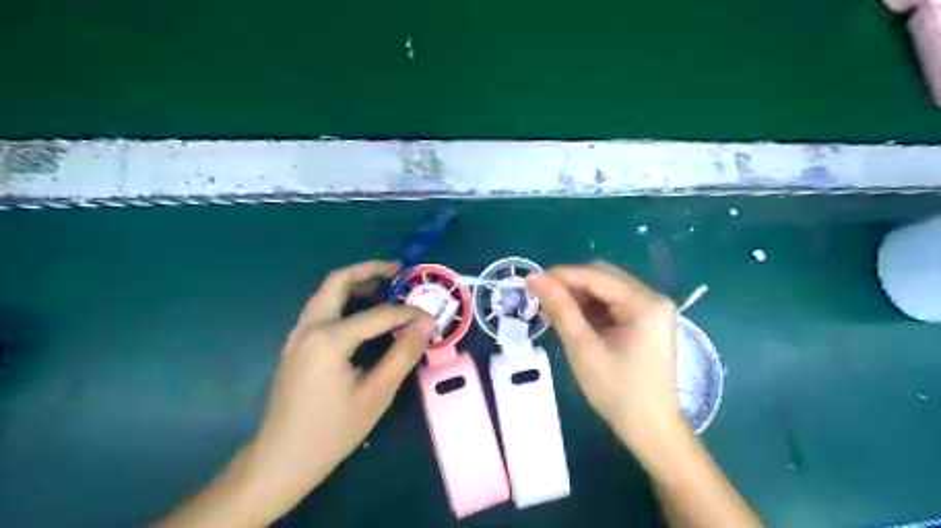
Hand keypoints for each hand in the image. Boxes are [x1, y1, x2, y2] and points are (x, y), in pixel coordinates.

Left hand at [243, 262, 435, 517]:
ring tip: (386, 288)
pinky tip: (364, 315)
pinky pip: (321, 309)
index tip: (431, 317)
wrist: (280, 460)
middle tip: (399, 271)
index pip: (378, 314)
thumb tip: (427, 322)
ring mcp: (298, 335)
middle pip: (337, 282)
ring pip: (326, 293)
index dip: (408, 313)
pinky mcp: (296, 345)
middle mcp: (309, 327)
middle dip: (369, 270)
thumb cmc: (331, 431)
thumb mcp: (376, 394)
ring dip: (355, 283)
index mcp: (328, 338)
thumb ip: (403, 353)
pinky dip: (344, 300)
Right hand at [529, 263, 683, 452]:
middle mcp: (652, 298)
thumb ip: (561, 308)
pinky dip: (589, 308)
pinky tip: (570, 319)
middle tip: (540, 300)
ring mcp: (651, 310)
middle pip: (602, 277)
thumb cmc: (617, 392)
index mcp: (644, 303)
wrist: (650, 430)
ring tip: (551, 312)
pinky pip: (612, 304)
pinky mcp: (646, 322)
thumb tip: (535, 278)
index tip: (530, 282)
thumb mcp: (583, 348)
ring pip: (605, 290)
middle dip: (569, 285)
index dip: (560, 275)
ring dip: (577, 296)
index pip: (595, 275)